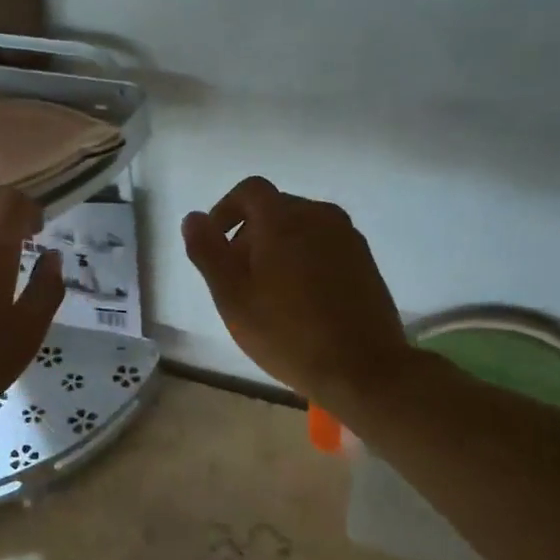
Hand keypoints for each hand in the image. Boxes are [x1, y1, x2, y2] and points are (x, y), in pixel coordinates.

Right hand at [182, 176, 412, 413]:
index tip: (216, 242)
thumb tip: (194, 218)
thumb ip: (208, 252)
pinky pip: (324, 244)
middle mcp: (319, 216)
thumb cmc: (287, 334)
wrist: (363, 369)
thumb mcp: (232, 297)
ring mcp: (347, 237)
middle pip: (276, 208)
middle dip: (250, 233)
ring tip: (269, 292)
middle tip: (238, 278)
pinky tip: (301, 300)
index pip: (250, 190)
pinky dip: (304, 258)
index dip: (226, 209)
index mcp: (284, 219)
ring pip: (301, 227)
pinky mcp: (365, 260)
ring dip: (278, 247)